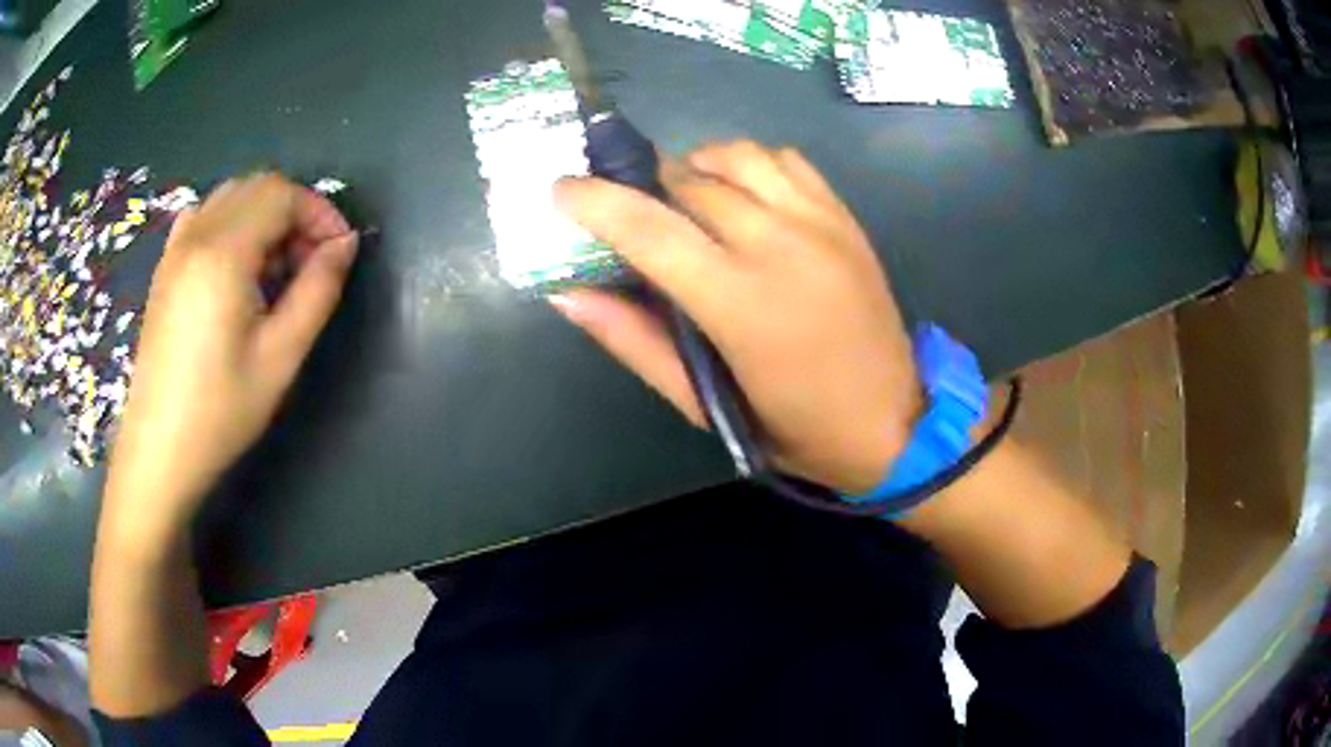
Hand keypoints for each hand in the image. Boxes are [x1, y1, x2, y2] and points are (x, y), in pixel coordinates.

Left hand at [102, 173, 358, 540]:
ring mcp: (175, 250)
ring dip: (264, 217)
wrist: (159, 450)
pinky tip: (237, 267)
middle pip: (257, 187)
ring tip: (276, 269)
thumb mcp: (280, 357)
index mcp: (224, 253)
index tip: (338, 252)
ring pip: (230, 197)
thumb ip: (318, 291)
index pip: (282, 195)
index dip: (319, 211)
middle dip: (294, 212)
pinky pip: (203, 217)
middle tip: (311, 263)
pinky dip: (232, 224)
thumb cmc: (220, 410)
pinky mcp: (165, 269)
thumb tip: (344, 244)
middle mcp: (197, 235)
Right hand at [553, 141, 919, 494]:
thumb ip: (634, 342)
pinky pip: (784, 160)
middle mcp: (780, 246)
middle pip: (688, 182)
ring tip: (685, 202)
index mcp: (740, 303)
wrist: (893, 421)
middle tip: (633, 217)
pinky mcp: (844, 217)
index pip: (649, 229)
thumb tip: (569, 293)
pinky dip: (747, 164)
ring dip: (695, 168)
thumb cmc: (792, 428)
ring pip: (736, 156)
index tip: (561, 190)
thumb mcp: (703, 404)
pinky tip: (742, 196)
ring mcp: (819, 223)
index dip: (595, 202)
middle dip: (644, 190)